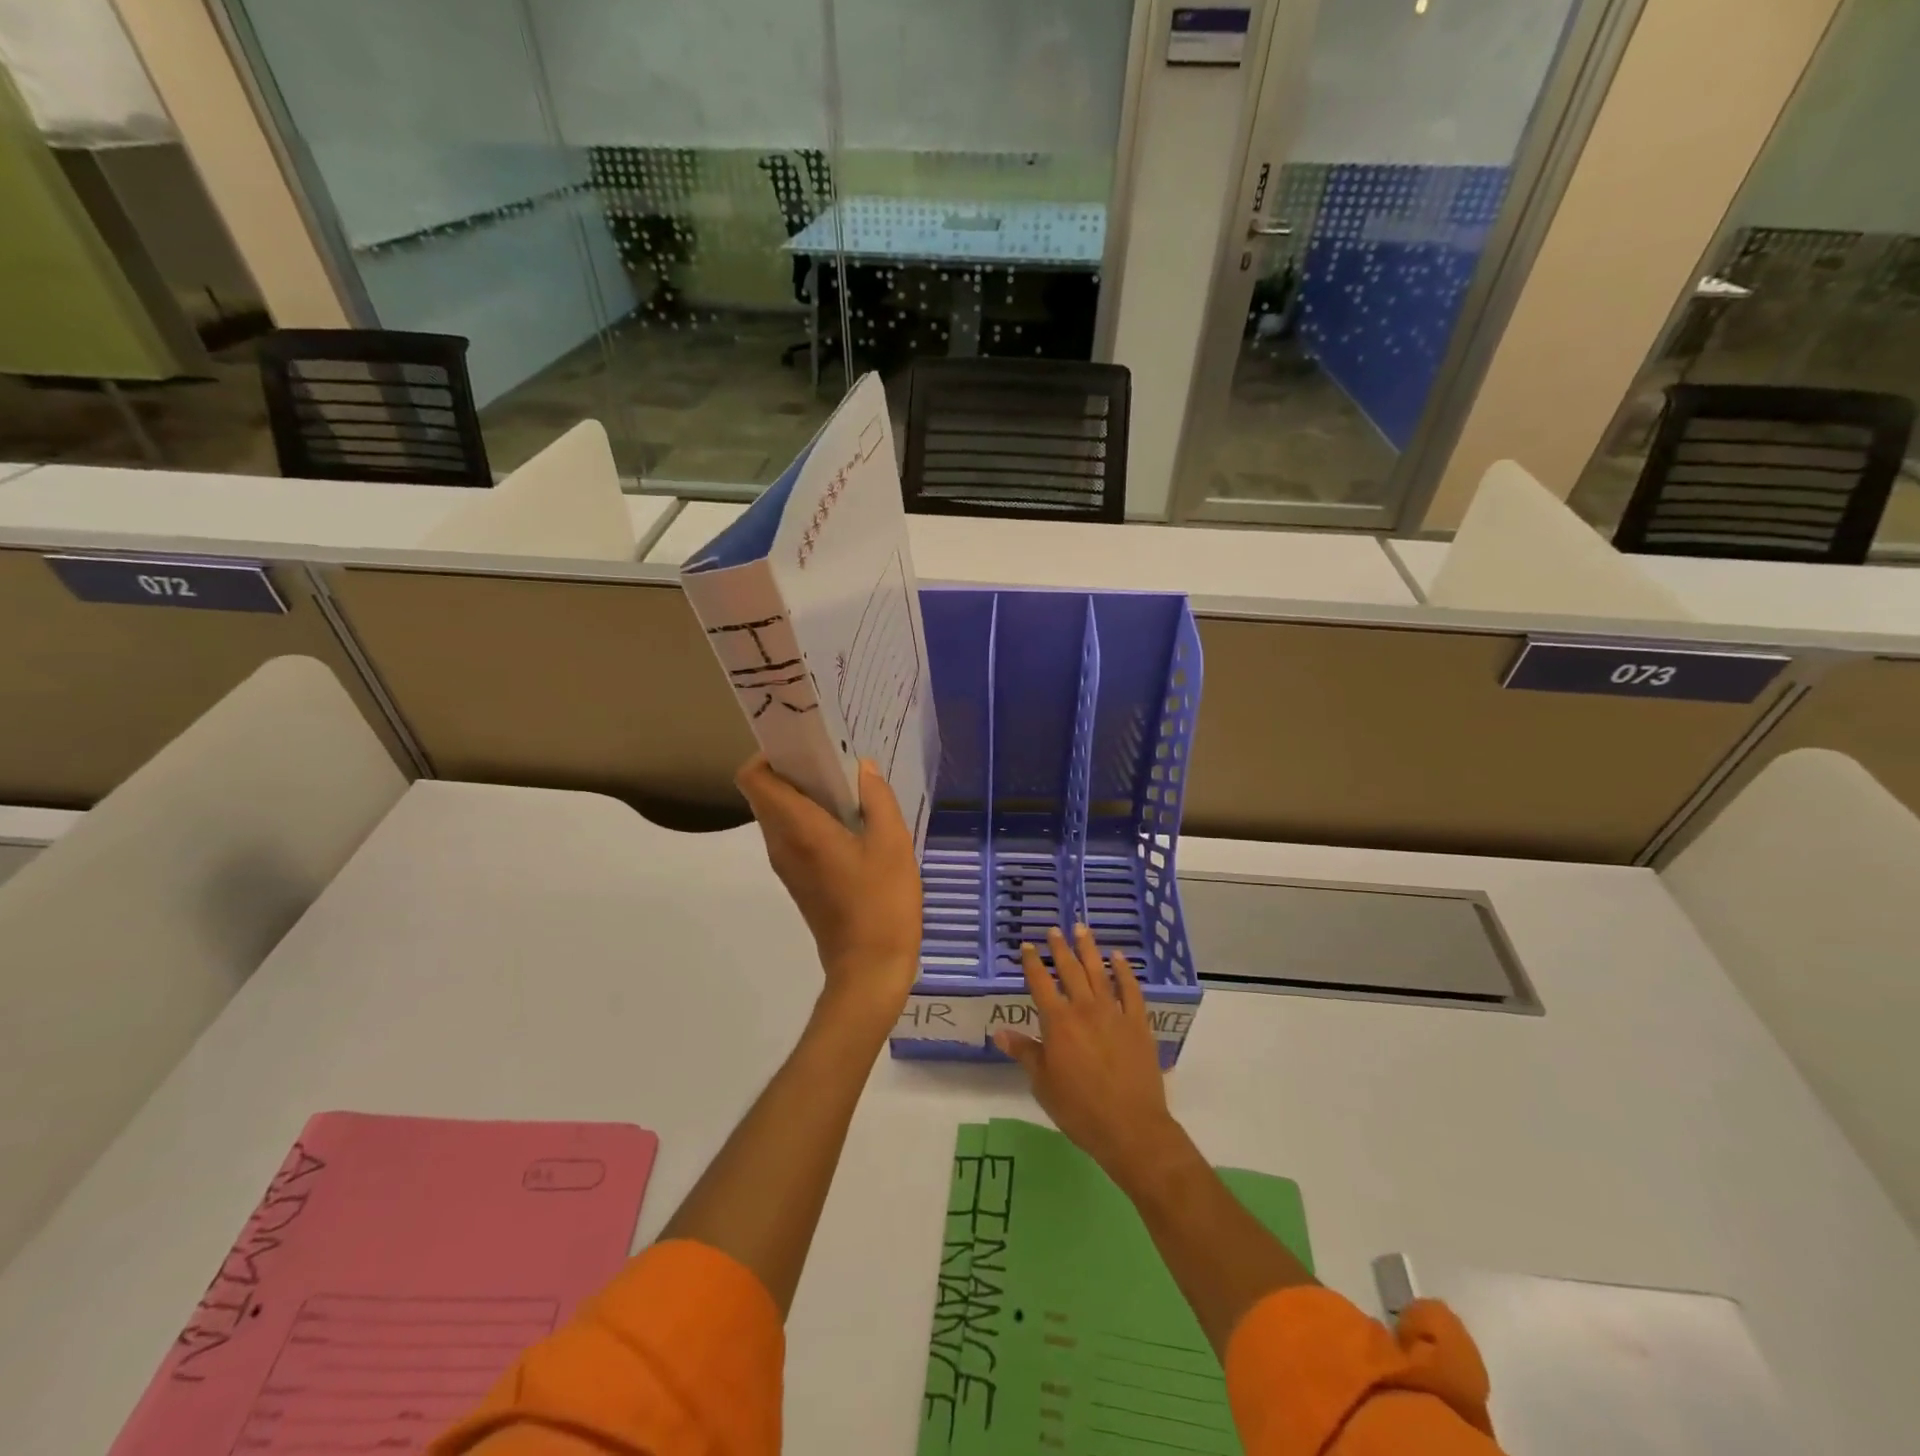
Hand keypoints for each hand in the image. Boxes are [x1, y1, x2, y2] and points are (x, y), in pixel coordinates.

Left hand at [736, 754, 921, 1024]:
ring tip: (848, 790)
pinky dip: (810, 818)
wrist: (869, 969)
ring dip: (804, 794)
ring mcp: (787, 864)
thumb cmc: (882, 903)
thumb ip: (877, 799)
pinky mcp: (798, 880)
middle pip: (765, 792)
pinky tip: (851, 823)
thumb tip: (862, 768)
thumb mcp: (892, 844)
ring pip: (779, 814)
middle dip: (793, 769)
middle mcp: (781, 843)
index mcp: (798, 829)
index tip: (806, 745)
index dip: (770, 754)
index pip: (754, 778)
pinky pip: (792, 835)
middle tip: (835, 762)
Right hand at [996, 925, 1182, 1190]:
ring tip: (1082, 929)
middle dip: (1060, 948)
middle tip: (1054, 930)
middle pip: (1070, 970)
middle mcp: (1084, 1009)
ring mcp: (1114, 1013)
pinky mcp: (1138, 1023)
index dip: (1032, 963)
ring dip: (1089, 949)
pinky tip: (1119, 958)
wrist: (1130, 1127)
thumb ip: (1024, 1052)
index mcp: (1058, 1022)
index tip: (1027, 946)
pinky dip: (1124, 971)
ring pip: (1099, 972)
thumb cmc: (1079, 1109)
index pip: (1040, 983)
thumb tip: (1000, 1032)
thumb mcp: (1042, 1083)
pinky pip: (1130, 990)